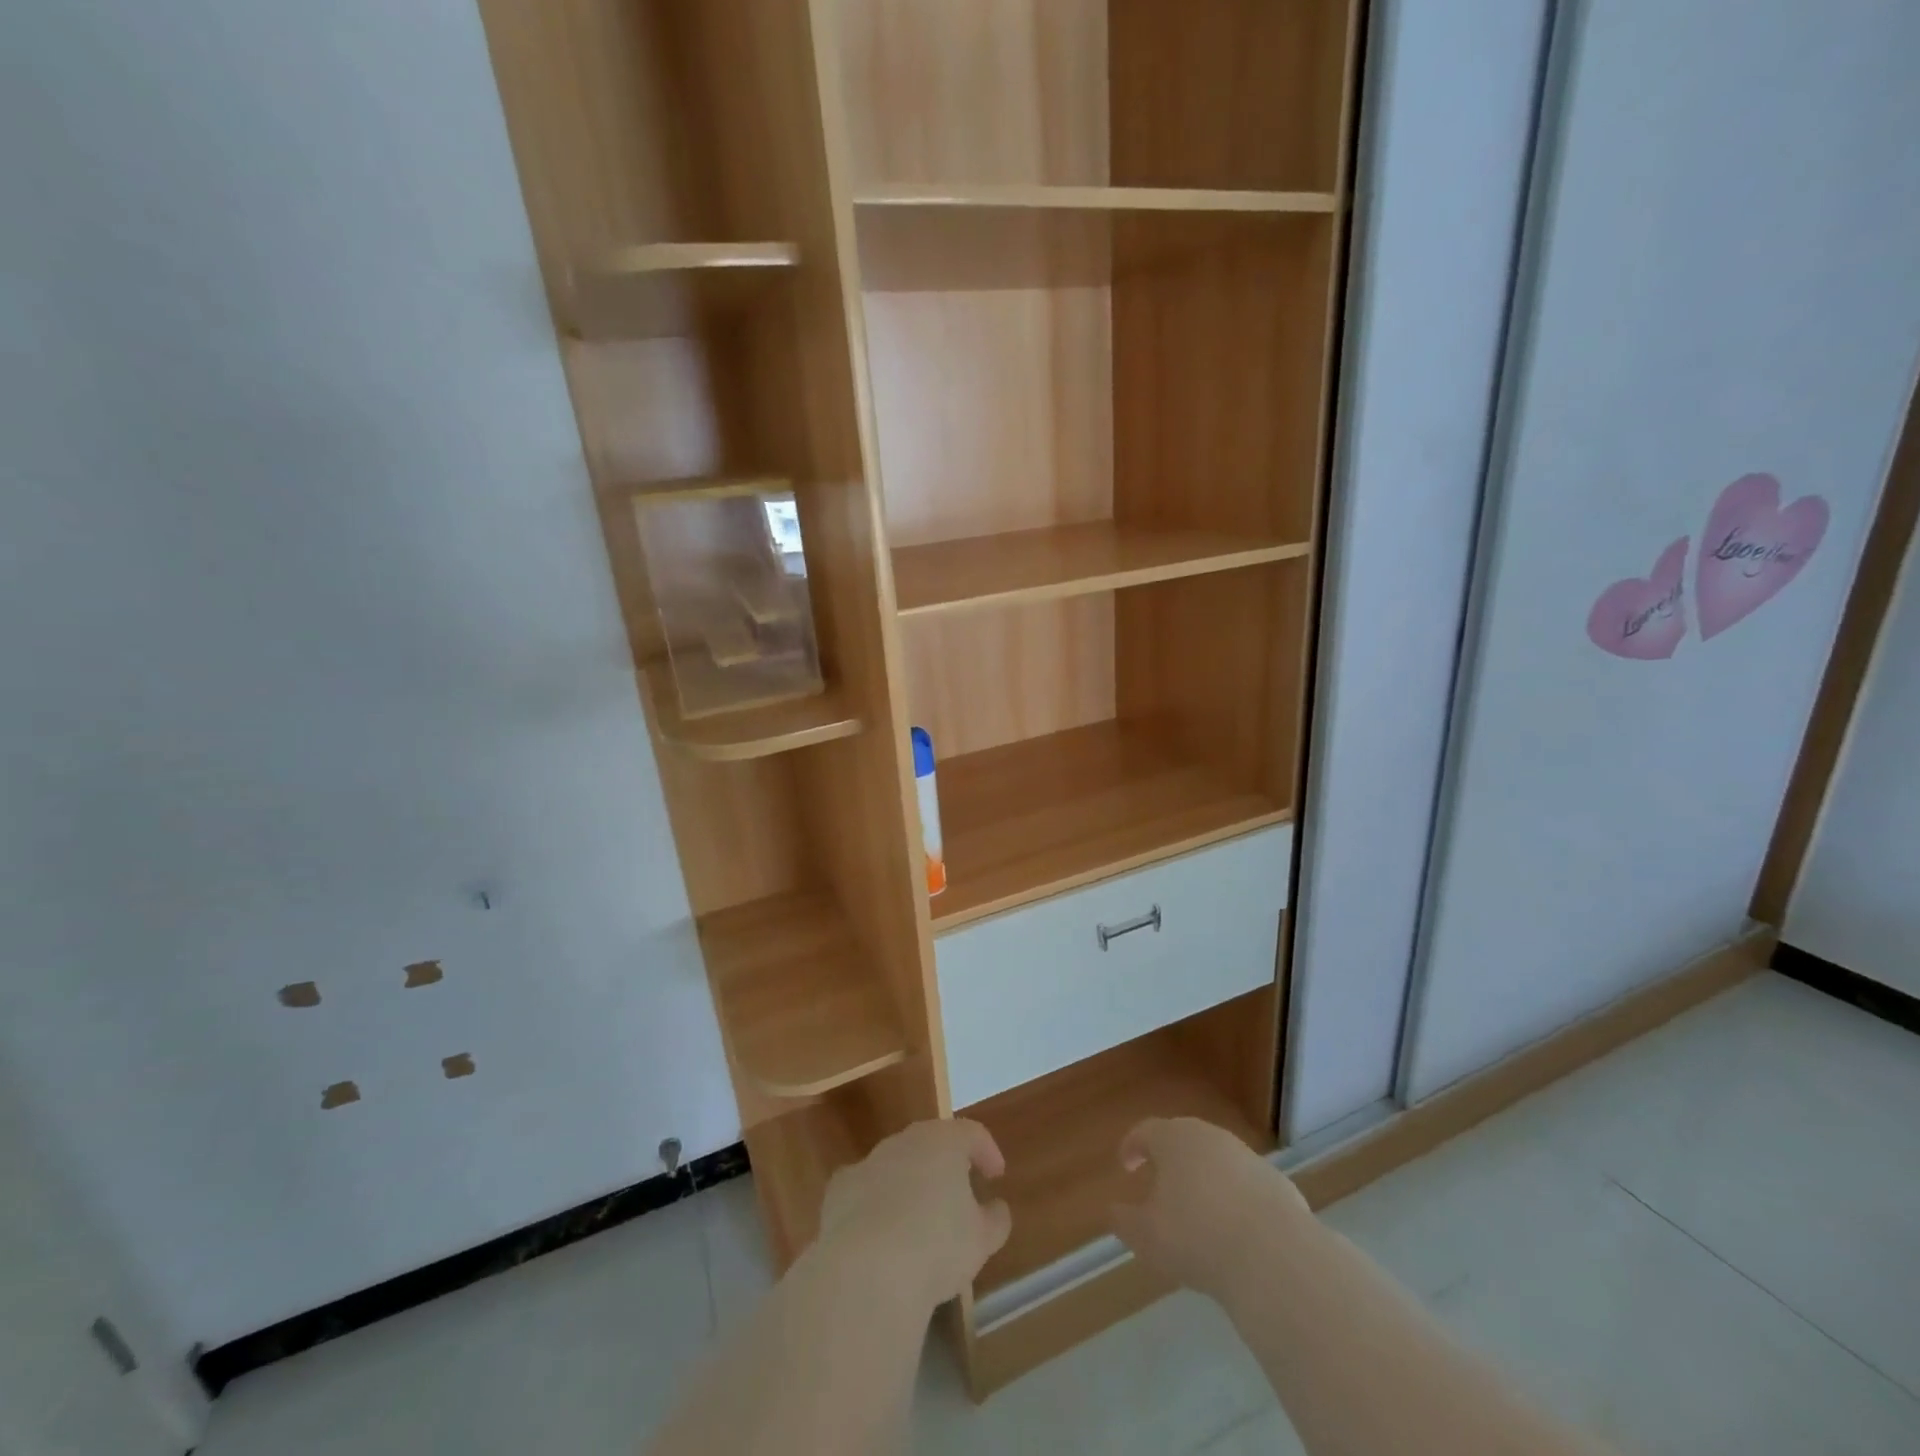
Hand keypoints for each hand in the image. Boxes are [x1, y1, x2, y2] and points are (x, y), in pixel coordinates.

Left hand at [818, 1118, 1011, 1310]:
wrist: (866, 1271)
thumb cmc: (936, 1246)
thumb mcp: (981, 1240)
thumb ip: (994, 1219)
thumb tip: (997, 1208)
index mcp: (943, 1141)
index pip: (972, 1133)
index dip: (987, 1151)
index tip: (996, 1175)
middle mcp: (905, 1141)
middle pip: (931, 1143)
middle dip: (946, 1164)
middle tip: (959, 1193)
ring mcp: (868, 1162)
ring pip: (896, 1164)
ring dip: (910, 1183)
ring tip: (919, 1219)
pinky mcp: (839, 1190)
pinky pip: (866, 1189)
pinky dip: (876, 1203)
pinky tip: (880, 1234)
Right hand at [1109, 1117, 1308, 1299]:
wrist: (1274, 1257)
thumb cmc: (1196, 1237)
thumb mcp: (1146, 1237)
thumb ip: (1125, 1221)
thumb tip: (1114, 1211)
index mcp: (1173, 1139)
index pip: (1145, 1131)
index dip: (1132, 1146)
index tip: (1126, 1164)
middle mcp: (1209, 1137)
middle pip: (1183, 1139)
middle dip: (1170, 1158)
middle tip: (1160, 1181)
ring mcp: (1247, 1157)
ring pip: (1216, 1160)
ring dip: (1204, 1177)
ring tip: (1198, 1209)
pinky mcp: (1277, 1183)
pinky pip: (1245, 1184)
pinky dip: (1234, 1198)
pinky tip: (1234, 1229)